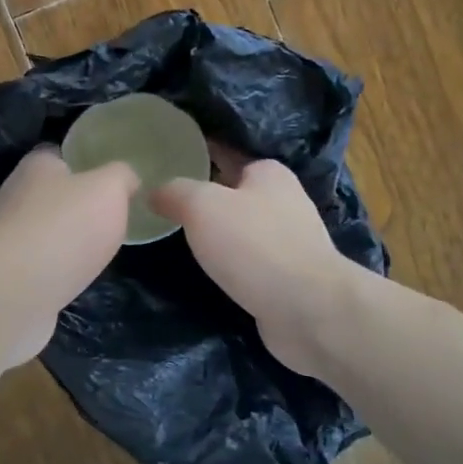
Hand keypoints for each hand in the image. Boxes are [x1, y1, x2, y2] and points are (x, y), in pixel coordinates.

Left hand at [0, 146, 138, 364]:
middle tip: (110, 217)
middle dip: (77, 204)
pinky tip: (75, 277)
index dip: (84, 164)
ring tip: (97, 250)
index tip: (109, 179)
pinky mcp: (7, 271)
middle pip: (51, 193)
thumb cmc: (66, 227)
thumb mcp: (110, 189)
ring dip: (67, 239)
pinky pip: (38, 262)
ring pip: (45, 229)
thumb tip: (127, 178)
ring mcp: (7, 235)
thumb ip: (121, 177)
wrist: (17, 290)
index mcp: (36, 166)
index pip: (59, 156)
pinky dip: (56, 268)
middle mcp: (15, 195)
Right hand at [150, 152, 359, 377]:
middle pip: (233, 192)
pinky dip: (229, 264)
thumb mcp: (202, 206)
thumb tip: (154, 191)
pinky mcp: (288, 276)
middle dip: (203, 198)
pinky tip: (208, 272)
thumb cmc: (255, 245)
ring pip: (241, 229)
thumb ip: (175, 192)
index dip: (195, 156)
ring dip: (216, 235)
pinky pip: (249, 261)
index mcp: (268, 173)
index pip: (225, 154)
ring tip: (177, 240)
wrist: (308, 309)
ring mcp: (290, 241)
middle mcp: (284, 200)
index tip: (163, 165)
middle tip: (162, 206)